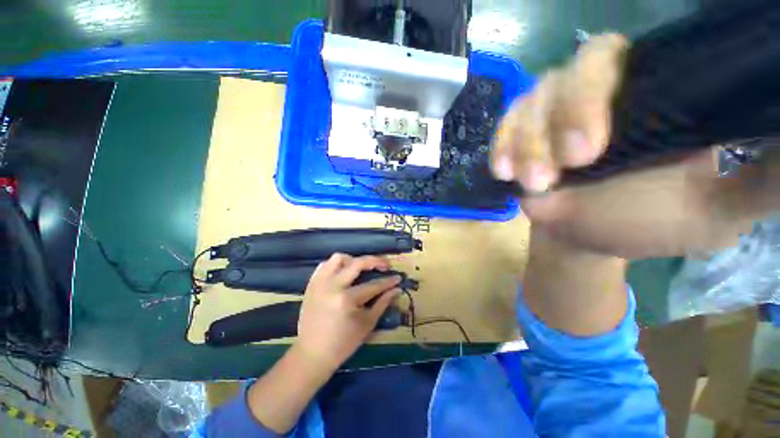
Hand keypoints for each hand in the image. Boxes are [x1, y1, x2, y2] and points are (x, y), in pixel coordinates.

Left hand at [295, 254, 400, 369]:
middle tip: (385, 265)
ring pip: (338, 258)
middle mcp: (333, 286)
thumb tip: (396, 289)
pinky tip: (344, 272)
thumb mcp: (367, 324)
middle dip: (375, 261)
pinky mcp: (312, 284)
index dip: (388, 281)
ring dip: (354, 260)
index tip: (398, 277)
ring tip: (362, 268)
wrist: (312, 353)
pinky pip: (325, 264)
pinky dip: (337, 265)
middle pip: (357, 263)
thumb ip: (383, 303)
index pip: (373, 285)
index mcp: (347, 300)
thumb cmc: (343, 343)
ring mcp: (320, 283)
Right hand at [492, 34, 779, 258]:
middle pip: (571, 72)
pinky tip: (504, 173)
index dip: (600, 90)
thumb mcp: (717, 210)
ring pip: (529, 105)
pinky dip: (500, 148)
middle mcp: (597, 92)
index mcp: (650, 95)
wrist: (590, 235)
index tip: (592, 147)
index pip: (622, 59)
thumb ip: (761, 182)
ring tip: (535, 184)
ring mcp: (551, 112)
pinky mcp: (520, 135)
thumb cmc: (647, 223)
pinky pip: (504, 129)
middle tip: (570, 164)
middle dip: (563, 118)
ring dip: (526, 145)